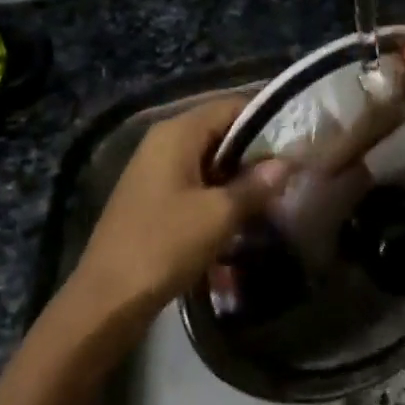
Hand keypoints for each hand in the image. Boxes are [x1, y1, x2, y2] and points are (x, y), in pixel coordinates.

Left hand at [67, 95, 288, 320]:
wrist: (108, 298)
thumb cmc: (165, 245)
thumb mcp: (219, 215)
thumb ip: (256, 185)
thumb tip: (287, 162)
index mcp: (177, 133)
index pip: (230, 106)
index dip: (266, 118)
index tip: (297, 138)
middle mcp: (163, 142)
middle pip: (220, 130)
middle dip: (256, 149)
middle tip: (292, 168)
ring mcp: (155, 170)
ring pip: (210, 158)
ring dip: (240, 173)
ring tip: (276, 191)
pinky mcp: (154, 197)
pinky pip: (196, 180)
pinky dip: (220, 190)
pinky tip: (243, 211)